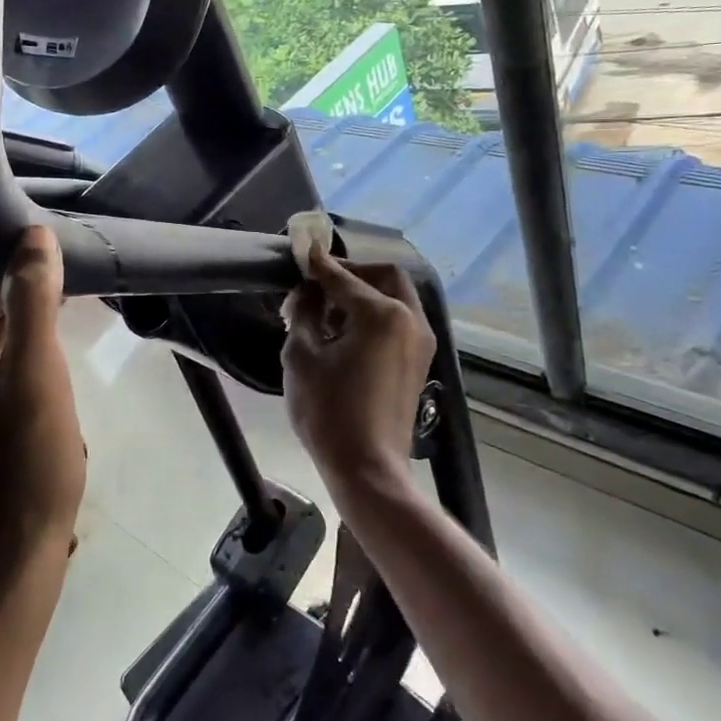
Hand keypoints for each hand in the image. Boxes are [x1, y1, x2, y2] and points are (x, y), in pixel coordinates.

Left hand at [0, 228, 84, 584]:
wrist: (14, 547)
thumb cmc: (25, 458)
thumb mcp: (36, 370)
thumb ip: (32, 297)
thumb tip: (33, 236)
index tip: (20, 216)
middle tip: (47, 239)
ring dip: (6, 293)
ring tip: (54, 268)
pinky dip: (9, 326)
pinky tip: (47, 316)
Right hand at [282, 245, 433, 495]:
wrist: (368, 470)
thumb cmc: (328, 411)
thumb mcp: (302, 356)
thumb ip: (304, 313)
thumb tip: (308, 291)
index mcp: (382, 314)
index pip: (343, 277)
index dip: (318, 264)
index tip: (300, 250)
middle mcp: (410, 319)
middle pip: (383, 276)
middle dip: (350, 274)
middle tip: (317, 286)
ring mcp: (420, 342)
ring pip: (394, 298)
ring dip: (362, 295)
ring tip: (326, 313)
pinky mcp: (418, 363)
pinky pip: (398, 322)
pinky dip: (374, 316)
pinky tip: (345, 334)